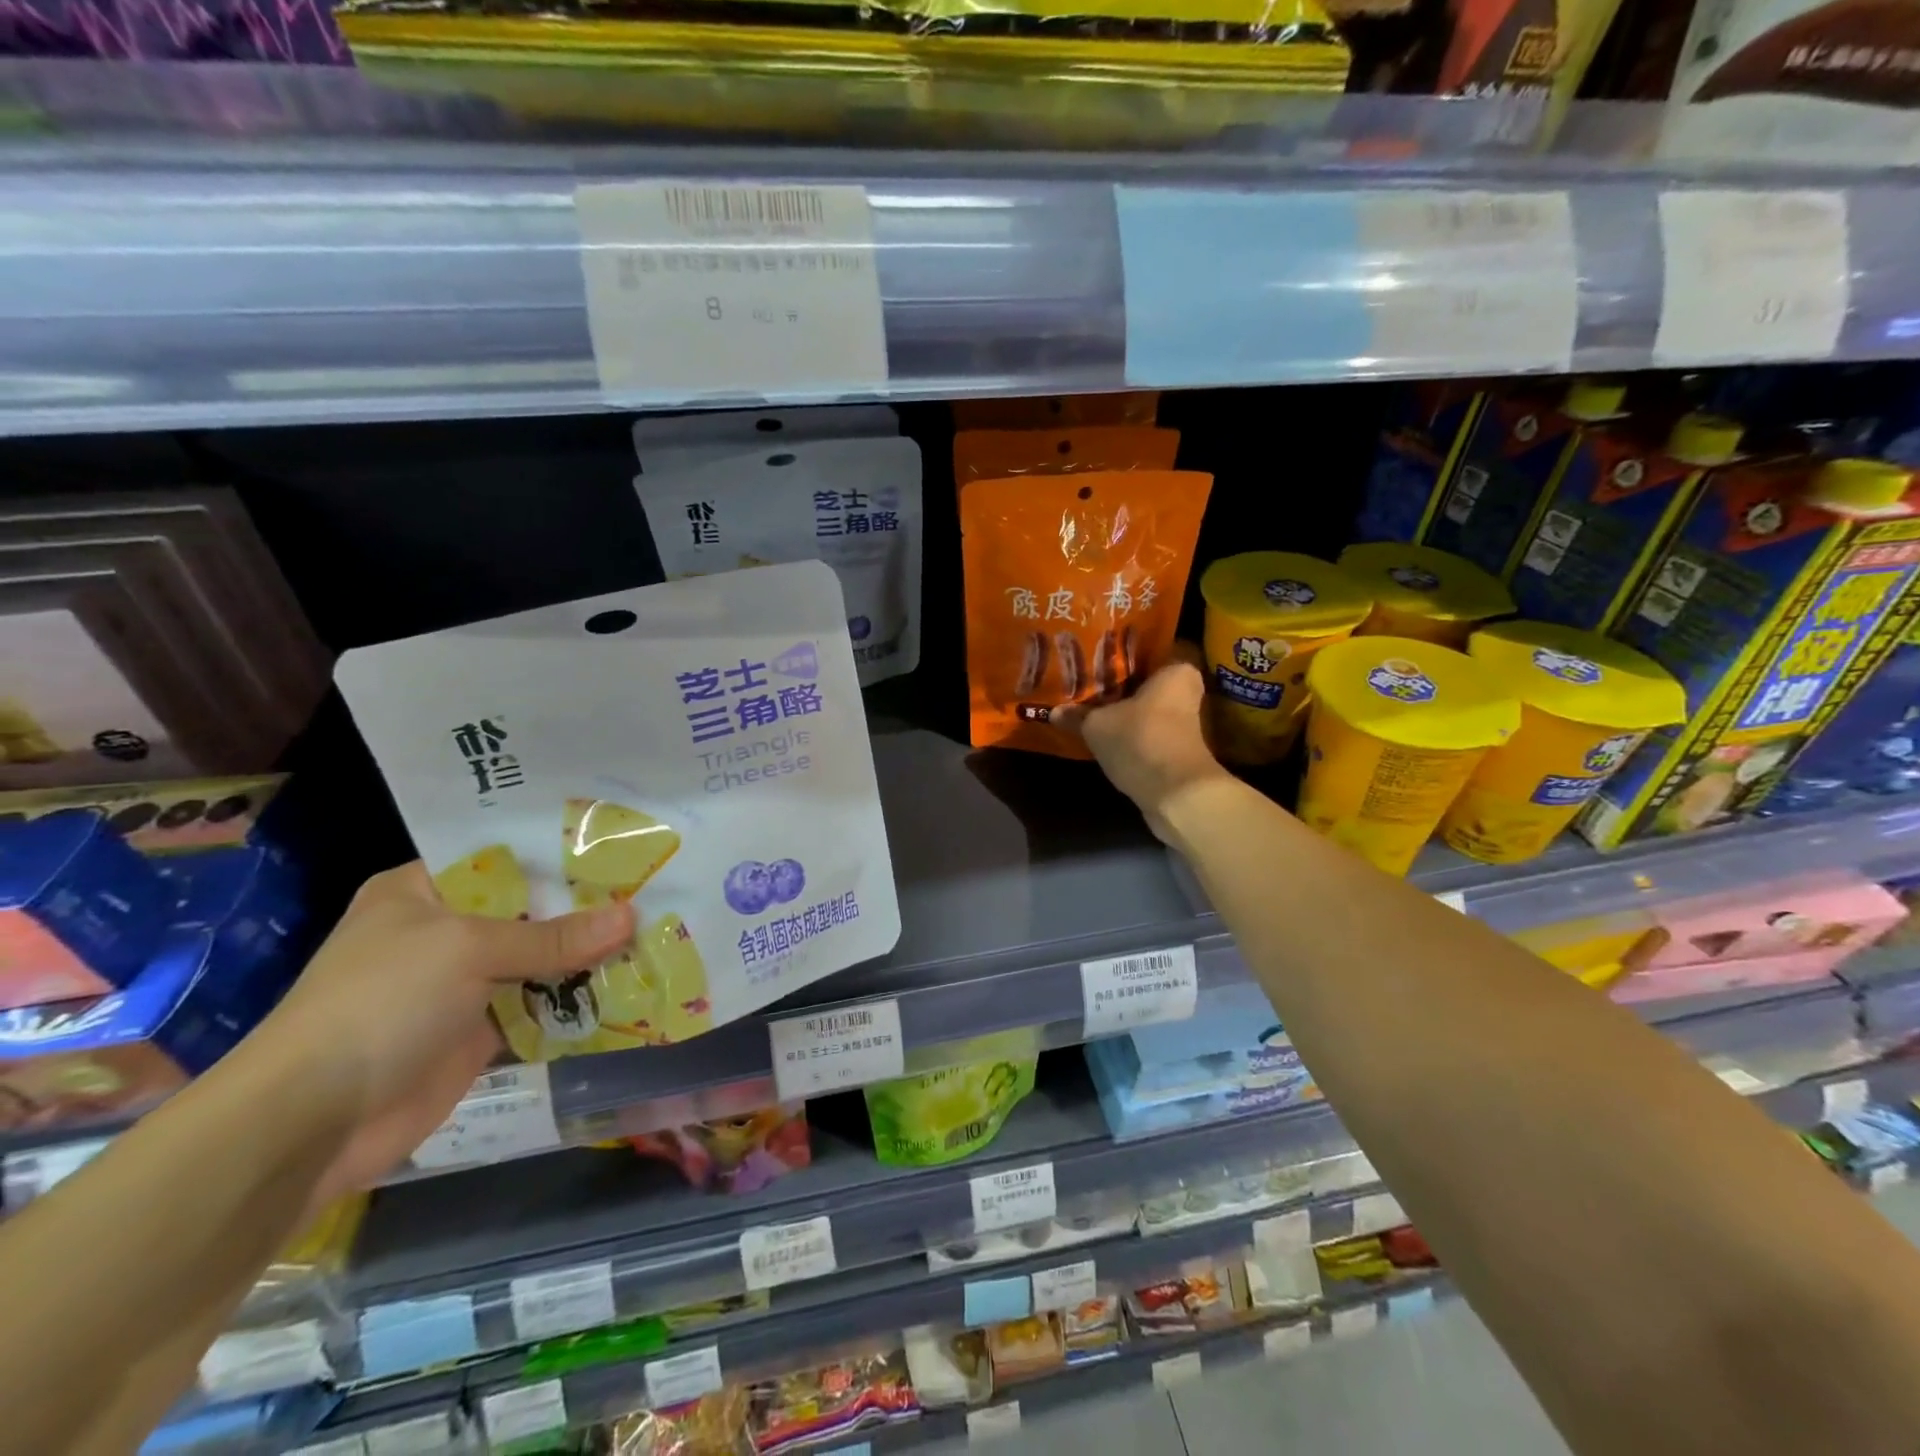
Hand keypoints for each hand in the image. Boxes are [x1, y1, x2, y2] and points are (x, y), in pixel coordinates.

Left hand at [245, 863, 632, 1206]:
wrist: (311, 1123)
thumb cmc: (381, 1004)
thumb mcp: (468, 950)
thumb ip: (553, 937)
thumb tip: (632, 916)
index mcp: (423, 890)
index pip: (506, 857)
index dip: (562, 853)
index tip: (622, 846)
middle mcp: (446, 930)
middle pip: (532, 909)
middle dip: (589, 905)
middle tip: (657, 888)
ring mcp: (464, 983)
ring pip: (542, 958)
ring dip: (590, 954)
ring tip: (659, 931)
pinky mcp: (481, 1030)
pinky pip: (541, 1005)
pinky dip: (578, 999)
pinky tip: (631, 983)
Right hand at [1054, 644, 1233, 842]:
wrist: (1176, 795)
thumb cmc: (1140, 740)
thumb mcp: (1097, 725)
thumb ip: (1076, 715)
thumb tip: (1054, 711)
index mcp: (1176, 669)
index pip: (1148, 648)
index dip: (1120, 651)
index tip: (1094, 652)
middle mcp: (1186, 691)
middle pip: (1146, 680)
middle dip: (1119, 682)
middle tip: (1085, 678)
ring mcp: (1185, 723)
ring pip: (1146, 707)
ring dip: (1123, 709)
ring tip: (1088, 704)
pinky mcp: (1176, 748)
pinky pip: (1147, 730)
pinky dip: (1129, 731)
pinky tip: (1103, 731)